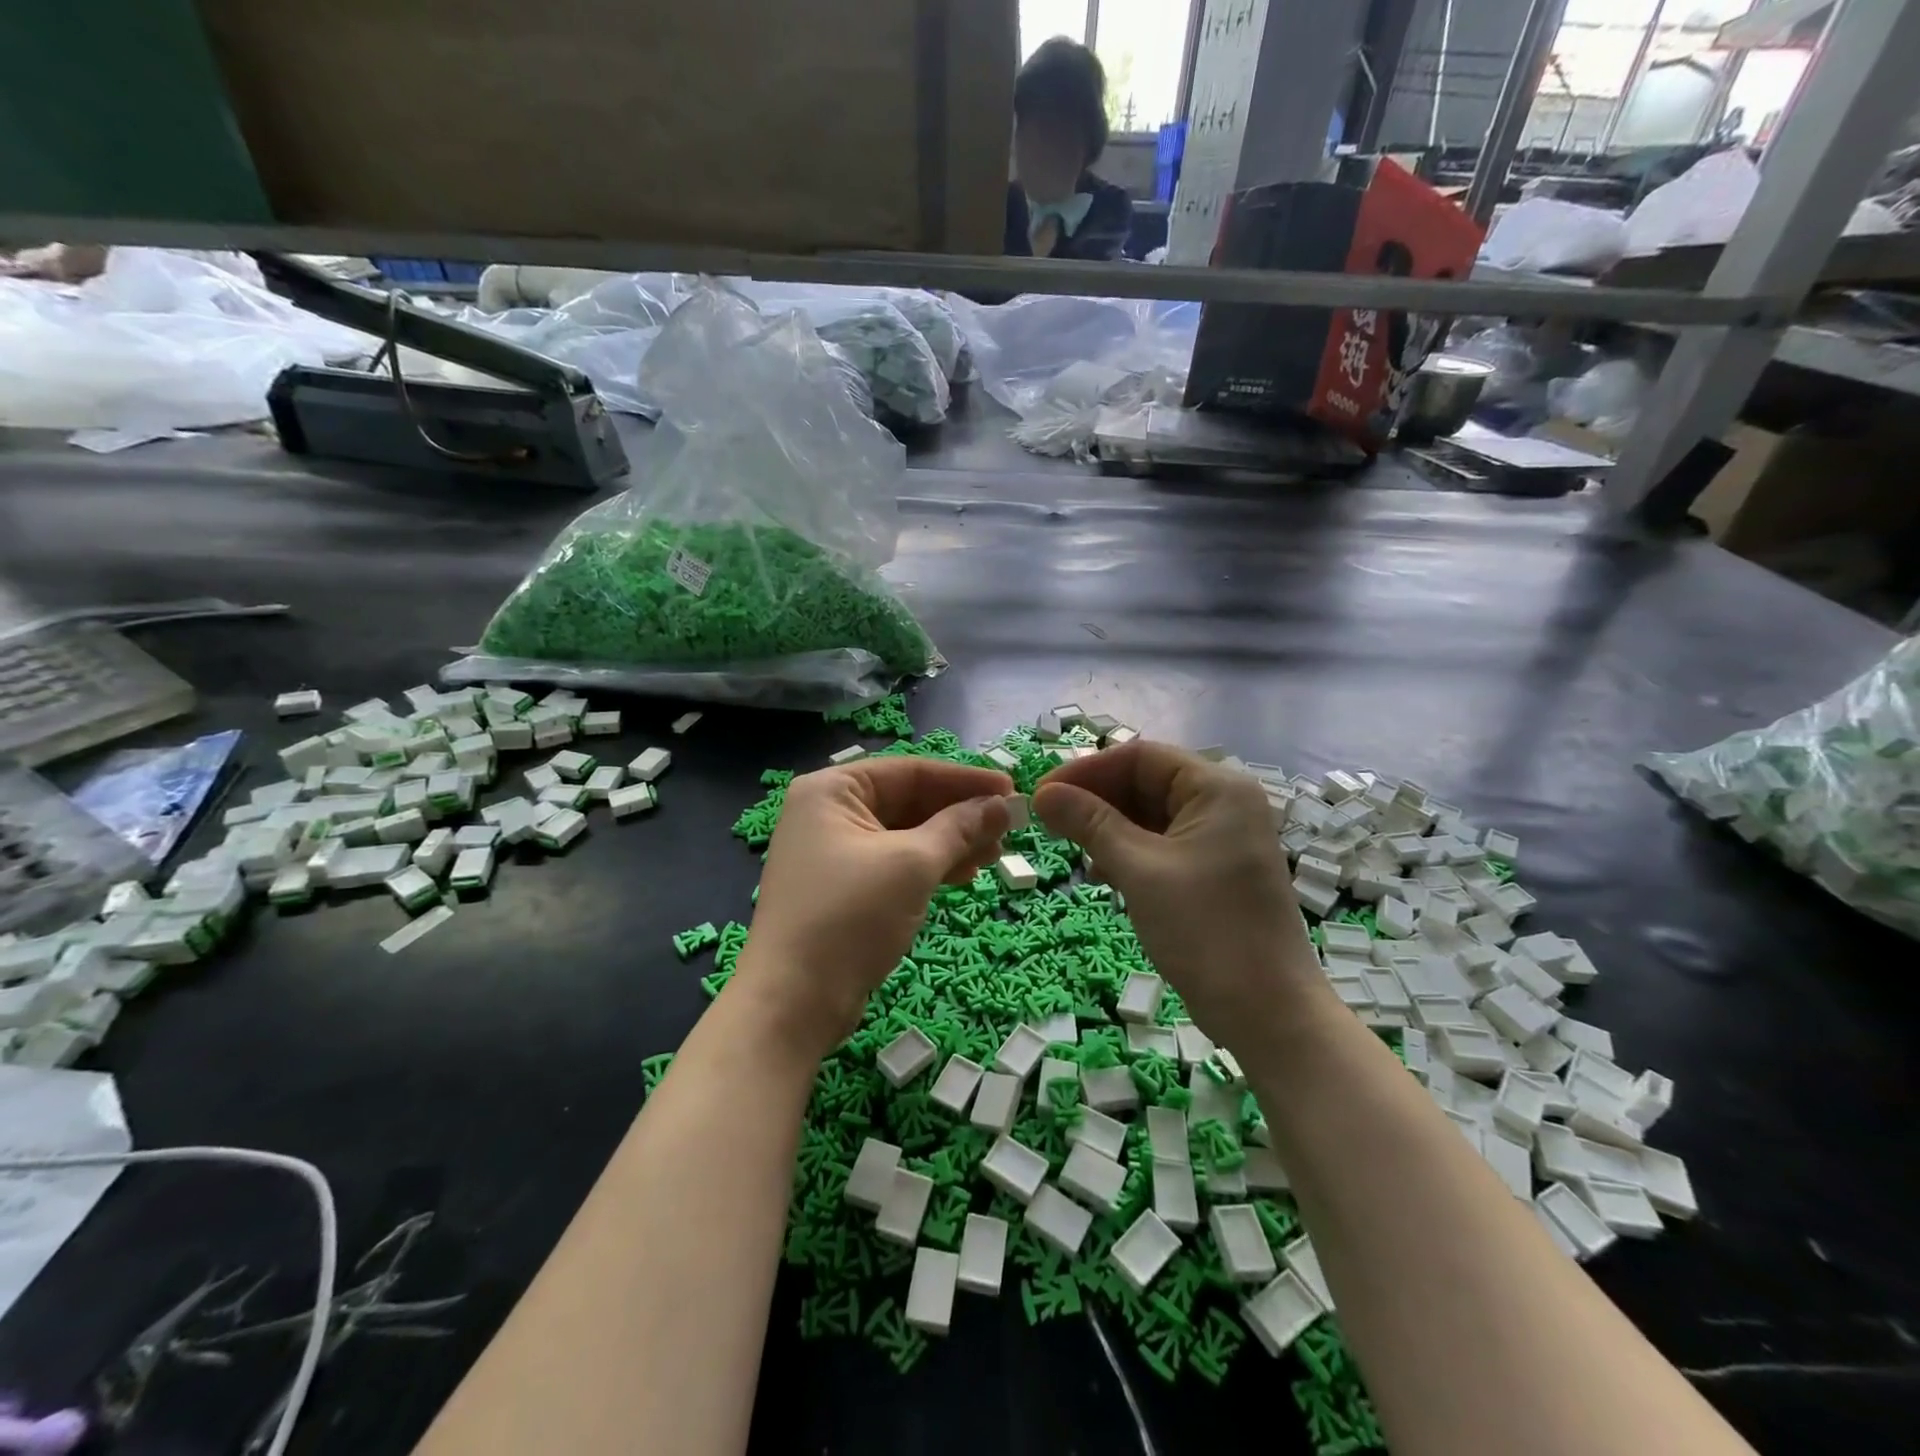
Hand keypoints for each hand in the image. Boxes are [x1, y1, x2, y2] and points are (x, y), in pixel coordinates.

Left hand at [736, 757, 1013, 1055]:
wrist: (793, 1003)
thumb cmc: (851, 917)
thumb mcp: (912, 865)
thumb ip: (960, 828)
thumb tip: (1001, 806)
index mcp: (832, 790)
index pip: (910, 771)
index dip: (964, 779)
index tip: (1011, 789)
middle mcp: (828, 812)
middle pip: (908, 800)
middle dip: (959, 815)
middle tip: (1008, 828)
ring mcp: (832, 852)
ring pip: (905, 834)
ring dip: (951, 842)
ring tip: (995, 855)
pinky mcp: (842, 888)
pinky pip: (894, 862)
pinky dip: (929, 866)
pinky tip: (964, 875)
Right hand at [1033, 741, 1323, 1044]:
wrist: (1268, 1014)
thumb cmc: (1205, 930)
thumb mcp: (1139, 870)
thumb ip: (1090, 823)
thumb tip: (1044, 794)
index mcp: (1217, 788)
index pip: (1140, 757)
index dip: (1087, 771)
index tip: (1043, 795)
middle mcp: (1224, 803)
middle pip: (1146, 782)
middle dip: (1097, 800)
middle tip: (1051, 824)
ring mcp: (1223, 838)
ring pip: (1151, 815)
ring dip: (1110, 828)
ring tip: (1079, 855)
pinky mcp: (1216, 870)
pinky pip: (1163, 844)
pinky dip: (1130, 853)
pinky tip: (1106, 875)